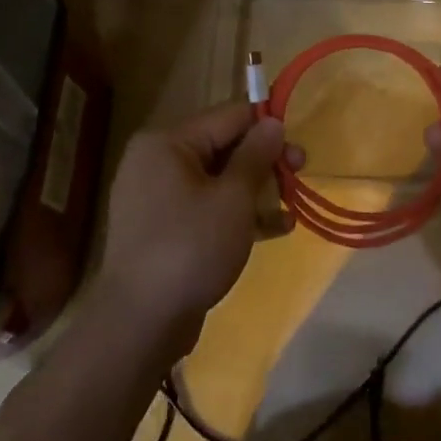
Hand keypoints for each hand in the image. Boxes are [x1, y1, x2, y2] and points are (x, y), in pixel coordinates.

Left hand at [93, 103, 292, 353]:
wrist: (140, 323)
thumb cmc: (190, 247)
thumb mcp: (233, 198)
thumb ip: (256, 155)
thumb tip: (272, 121)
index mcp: (167, 142)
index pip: (228, 116)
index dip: (266, 127)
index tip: (297, 148)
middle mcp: (157, 161)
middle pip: (223, 147)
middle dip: (264, 162)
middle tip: (300, 175)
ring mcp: (156, 197)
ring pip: (217, 180)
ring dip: (256, 191)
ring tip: (290, 210)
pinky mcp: (162, 230)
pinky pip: (205, 208)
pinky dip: (236, 214)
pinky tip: (273, 230)